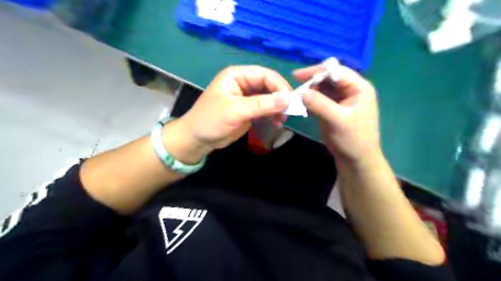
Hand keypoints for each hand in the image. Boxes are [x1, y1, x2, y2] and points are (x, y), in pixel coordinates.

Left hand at [175, 66, 291, 157]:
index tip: (291, 100)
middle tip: (290, 111)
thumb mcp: (235, 111)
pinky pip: (265, 109)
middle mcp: (243, 83)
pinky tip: (276, 122)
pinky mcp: (249, 110)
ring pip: (269, 98)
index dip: (279, 85)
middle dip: (280, 98)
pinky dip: (273, 115)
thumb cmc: (211, 120)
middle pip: (269, 85)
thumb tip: (288, 99)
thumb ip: (261, 104)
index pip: (264, 75)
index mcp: (237, 75)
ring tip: (282, 120)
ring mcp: (247, 97)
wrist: (198, 139)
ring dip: (278, 107)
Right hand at [295, 64, 379, 164]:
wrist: (355, 160)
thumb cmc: (352, 139)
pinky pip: (319, 100)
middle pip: (328, 78)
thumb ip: (320, 104)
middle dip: (311, 82)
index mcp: (358, 87)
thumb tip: (301, 92)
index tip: (296, 76)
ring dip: (309, 91)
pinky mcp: (332, 109)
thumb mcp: (337, 120)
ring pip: (322, 89)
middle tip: (295, 88)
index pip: (336, 71)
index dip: (317, 71)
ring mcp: (340, 100)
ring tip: (296, 97)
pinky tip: (301, 104)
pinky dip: (310, 100)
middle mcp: (350, 90)